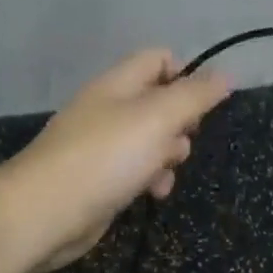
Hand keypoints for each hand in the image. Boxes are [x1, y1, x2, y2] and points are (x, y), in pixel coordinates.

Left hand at [0, 48, 231, 272]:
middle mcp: (108, 109)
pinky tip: (152, 195)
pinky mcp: (99, 178)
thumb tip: (227, 74)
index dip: (186, 75)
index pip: (159, 59)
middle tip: (182, 140)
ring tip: (164, 174)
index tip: (202, 104)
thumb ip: (195, 95)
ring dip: (168, 156)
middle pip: (159, 103)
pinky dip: (150, 179)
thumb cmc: (106, 158)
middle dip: (181, 124)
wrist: (45, 213)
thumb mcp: (158, 118)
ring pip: (152, 140)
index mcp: (119, 84)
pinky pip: (136, 170)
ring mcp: (101, 145)